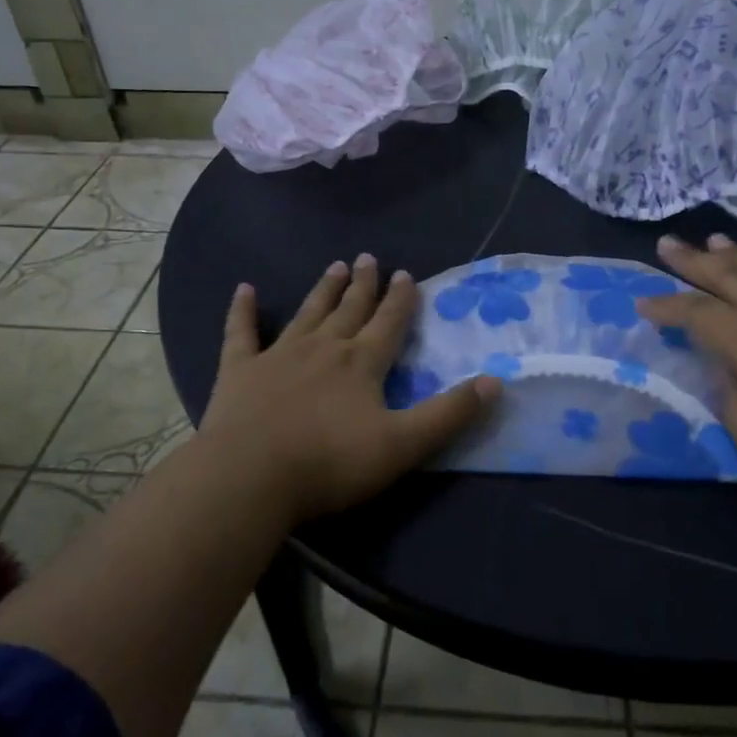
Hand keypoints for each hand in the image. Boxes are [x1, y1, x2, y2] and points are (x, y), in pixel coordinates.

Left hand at [200, 256, 498, 523]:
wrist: (249, 477)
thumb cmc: (330, 463)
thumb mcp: (403, 445)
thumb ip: (449, 413)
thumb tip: (496, 381)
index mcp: (362, 363)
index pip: (389, 323)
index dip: (401, 300)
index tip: (406, 274)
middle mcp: (324, 348)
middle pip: (349, 309)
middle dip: (363, 284)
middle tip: (368, 258)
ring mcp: (279, 356)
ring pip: (307, 313)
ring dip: (323, 290)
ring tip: (334, 266)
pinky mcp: (239, 372)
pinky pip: (241, 333)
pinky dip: (242, 311)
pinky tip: (243, 289)